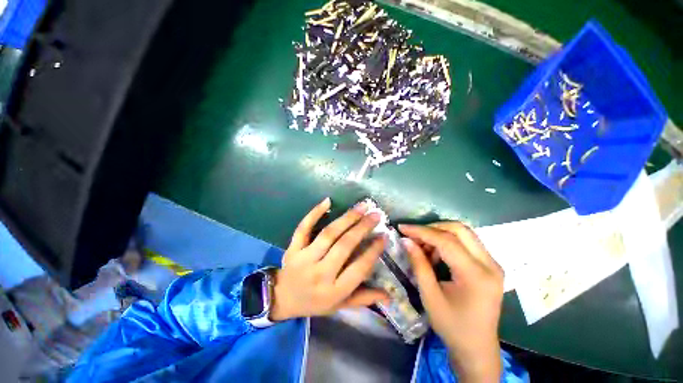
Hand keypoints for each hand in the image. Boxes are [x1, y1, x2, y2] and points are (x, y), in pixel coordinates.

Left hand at [270, 198, 388, 320]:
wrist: (281, 299)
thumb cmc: (315, 302)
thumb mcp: (340, 306)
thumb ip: (363, 299)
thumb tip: (390, 295)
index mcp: (334, 291)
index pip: (359, 268)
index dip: (373, 251)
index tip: (384, 236)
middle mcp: (320, 274)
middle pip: (344, 246)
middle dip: (362, 228)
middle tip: (376, 215)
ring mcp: (304, 258)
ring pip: (328, 234)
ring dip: (347, 218)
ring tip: (361, 206)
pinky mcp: (293, 248)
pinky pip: (304, 228)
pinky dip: (314, 213)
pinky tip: (327, 201)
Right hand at [400, 222, 503, 382]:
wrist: (477, 347)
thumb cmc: (452, 326)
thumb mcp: (430, 296)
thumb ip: (419, 264)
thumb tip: (406, 240)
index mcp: (476, 275)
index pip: (446, 241)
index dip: (422, 231)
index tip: (403, 228)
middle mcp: (490, 265)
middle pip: (460, 229)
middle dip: (432, 228)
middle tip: (414, 235)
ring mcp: (493, 264)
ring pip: (464, 234)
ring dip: (440, 234)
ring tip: (423, 247)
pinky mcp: (490, 266)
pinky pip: (467, 243)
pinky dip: (447, 242)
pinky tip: (435, 254)